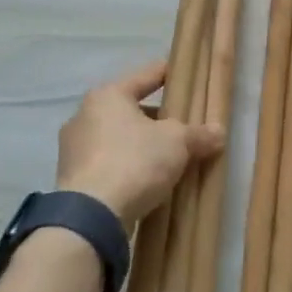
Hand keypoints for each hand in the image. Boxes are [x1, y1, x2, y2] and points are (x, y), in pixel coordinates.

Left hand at [56, 60, 223, 222]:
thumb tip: (219, 133)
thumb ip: (199, 134)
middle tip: (185, 128)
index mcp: (108, 96)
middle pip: (132, 109)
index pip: (147, 75)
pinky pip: (109, 163)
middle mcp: (84, 115)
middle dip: (159, 119)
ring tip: (170, 158)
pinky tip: (149, 180)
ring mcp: (74, 149)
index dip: (172, 74)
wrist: (91, 218)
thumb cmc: (135, 161)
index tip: (189, 76)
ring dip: (143, 145)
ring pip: (119, 138)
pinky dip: (128, 167)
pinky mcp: (72, 179)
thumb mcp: (178, 142)